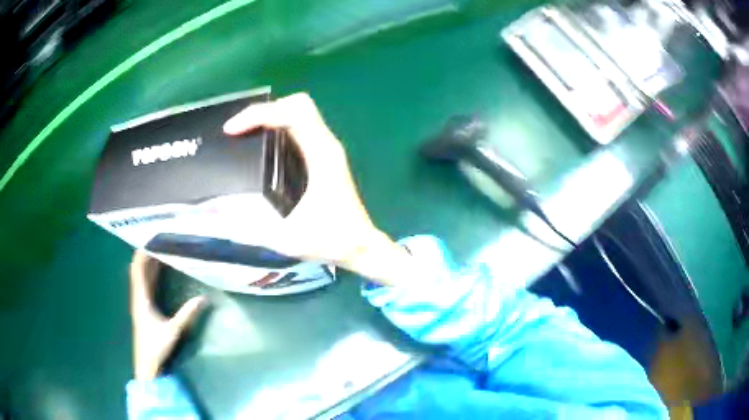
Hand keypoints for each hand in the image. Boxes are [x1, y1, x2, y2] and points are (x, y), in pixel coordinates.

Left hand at [129, 251, 206, 379]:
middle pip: (139, 268)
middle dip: (147, 252)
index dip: (142, 252)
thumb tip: (203, 298)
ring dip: (148, 261)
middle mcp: (138, 295)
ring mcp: (139, 301)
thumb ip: (187, 314)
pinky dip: (150, 272)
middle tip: (160, 239)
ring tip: (159, 248)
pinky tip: (158, 269)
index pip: (138, 268)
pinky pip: (144, 282)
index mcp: (141, 297)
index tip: (151, 238)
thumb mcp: (173, 330)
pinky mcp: (143, 307)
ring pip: (141, 275)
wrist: (146, 363)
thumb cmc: (156, 346)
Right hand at [223, 93, 417, 285]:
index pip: (292, 113)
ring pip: (300, 112)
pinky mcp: (324, 156)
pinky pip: (301, 127)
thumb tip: (214, 212)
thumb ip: (248, 228)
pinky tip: (262, 145)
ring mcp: (327, 148)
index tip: (231, 130)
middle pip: (298, 104)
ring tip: (244, 134)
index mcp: (321, 155)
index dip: (259, 114)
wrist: (361, 247)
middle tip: (239, 129)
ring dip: (271, 115)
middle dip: (265, 110)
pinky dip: (279, 126)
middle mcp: (327, 144)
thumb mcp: (286, 238)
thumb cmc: (331, 241)